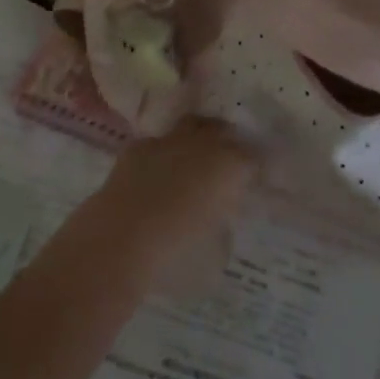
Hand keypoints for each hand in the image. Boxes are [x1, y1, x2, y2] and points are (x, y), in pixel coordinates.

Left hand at [72, 117, 259, 291]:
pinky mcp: (138, 147)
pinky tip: (159, 171)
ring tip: (196, 159)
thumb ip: (224, 226)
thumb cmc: (177, 252)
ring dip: (197, 138)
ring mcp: (167, 140)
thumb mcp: (215, 251)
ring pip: (191, 125)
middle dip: (228, 142)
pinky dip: (164, 153)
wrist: (121, 238)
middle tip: (228, 164)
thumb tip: (223, 216)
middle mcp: (202, 144)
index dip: (258, 168)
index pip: (255, 158)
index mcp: (230, 166)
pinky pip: (158, 142)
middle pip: (223, 130)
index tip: (258, 180)